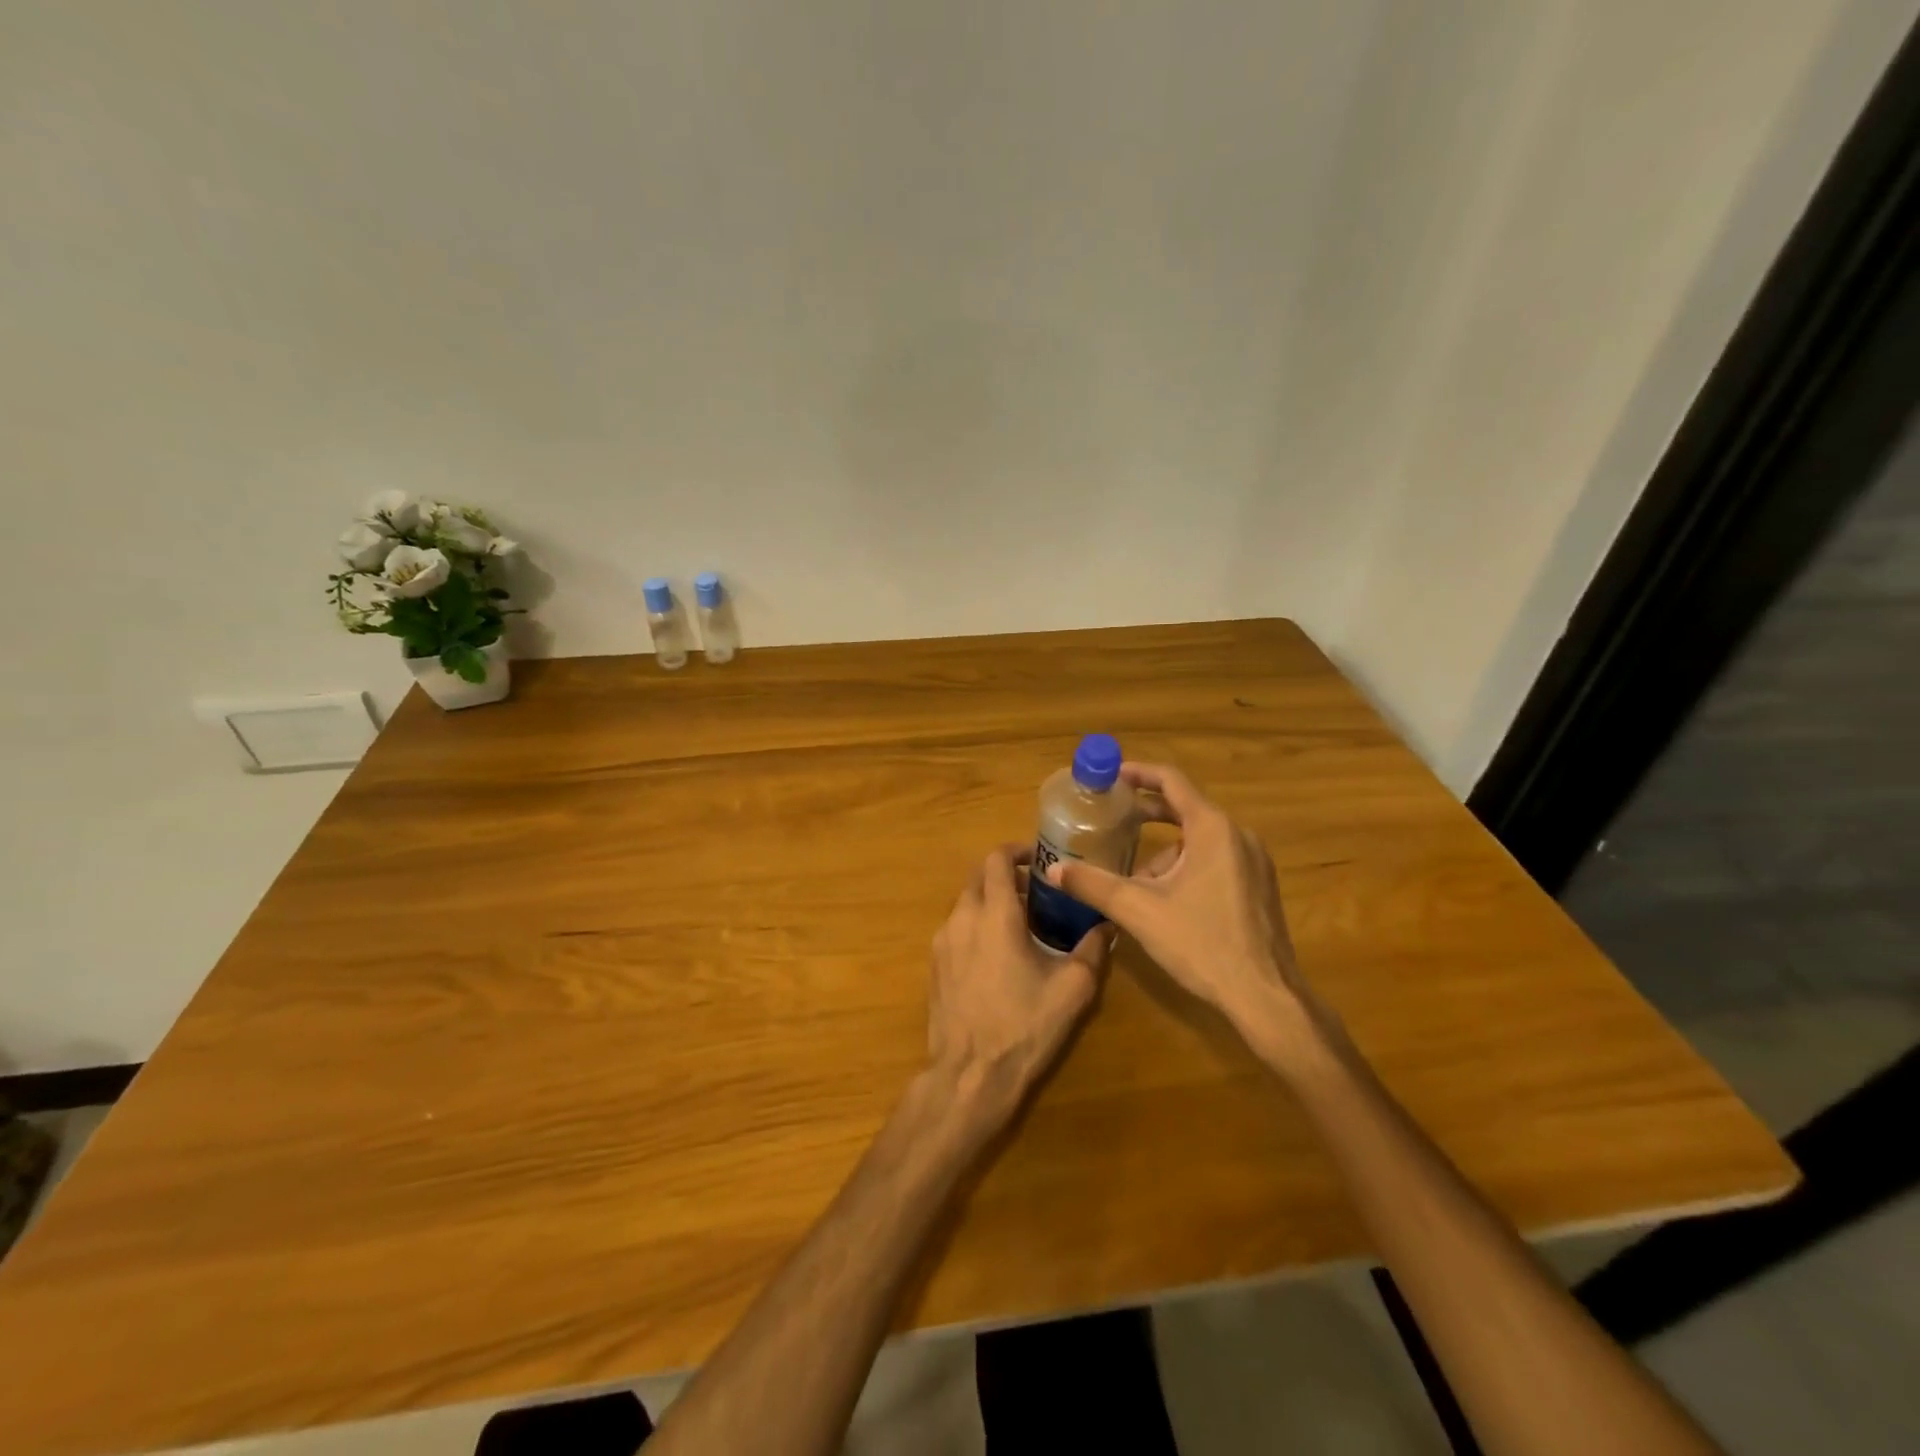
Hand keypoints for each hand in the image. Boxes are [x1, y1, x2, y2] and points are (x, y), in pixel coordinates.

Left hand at [926, 844, 1112, 1128]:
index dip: (1017, 850)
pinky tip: (997, 954)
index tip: (1039, 859)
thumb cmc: (1024, 1027)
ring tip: (1021, 923)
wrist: (969, 1075)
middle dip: (1004, 874)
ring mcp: (942, 942)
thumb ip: (1092, 950)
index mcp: (994, 915)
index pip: (996, 859)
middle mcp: (962, 919)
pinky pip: (955, 928)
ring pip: (964, 902)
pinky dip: (975, 924)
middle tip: (1035, 891)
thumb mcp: (1072, 989)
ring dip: (989, 900)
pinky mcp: (934, 965)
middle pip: (977, 876)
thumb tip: (1107, 925)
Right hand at [1044, 763, 1338, 1071]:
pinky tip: (1166, 899)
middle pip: (1185, 808)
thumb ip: (1093, 884)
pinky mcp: (1259, 886)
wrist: (1265, 997)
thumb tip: (1052, 870)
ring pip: (1199, 840)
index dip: (1137, 773)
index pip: (1171, 781)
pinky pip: (1216, 859)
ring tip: (1133, 880)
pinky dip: (1186, 866)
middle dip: (1146, 813)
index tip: (1109, 777)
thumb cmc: (1202, 944)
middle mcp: (1238, 835)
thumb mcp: (1138, 911)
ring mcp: (1254, 862)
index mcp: (1213, 828)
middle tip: (1111, 818)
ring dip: (1164, 852)